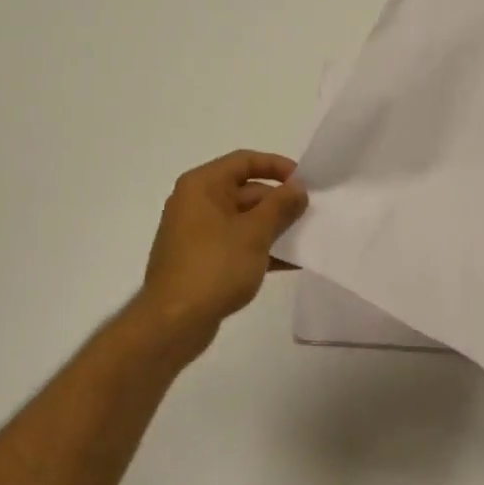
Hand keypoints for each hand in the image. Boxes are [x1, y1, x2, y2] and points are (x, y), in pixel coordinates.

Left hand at [137, 150, 307, 346]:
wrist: (172, 324)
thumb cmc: (214, 267)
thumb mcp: (255, 232)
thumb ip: (280, 205)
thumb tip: (298, 187)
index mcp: (202, 185)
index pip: (245, 161)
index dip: (277, 166)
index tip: (304, 182)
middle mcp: (196, 202)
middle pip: (245, 190)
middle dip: (279, 202)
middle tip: (310, 214)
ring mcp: (197, 233)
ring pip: (243, 220)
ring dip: (274, 227)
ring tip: (306, 238)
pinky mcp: (201, 260)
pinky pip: (236, 243)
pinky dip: (260, 249)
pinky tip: (290, 263)